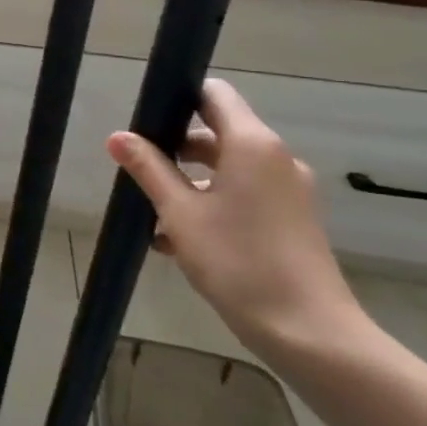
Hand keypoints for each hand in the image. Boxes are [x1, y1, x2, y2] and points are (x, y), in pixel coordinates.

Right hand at [107, 79, 365, 356]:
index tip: (145, 120)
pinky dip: (211, 204)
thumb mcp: (180, 213)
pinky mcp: (291, 219)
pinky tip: (178, 241)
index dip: (178, 98)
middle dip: (174, 149)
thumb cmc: (238, 261)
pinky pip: (243, 195)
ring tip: (152, 215)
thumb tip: (118, 136)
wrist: (308, 331)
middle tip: (138, 173)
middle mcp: (275, 158)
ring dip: (189, 183)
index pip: (214, 94)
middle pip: (217, 133)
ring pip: (227, 169)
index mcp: (252, 144)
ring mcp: (288, 190)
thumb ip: (148, 169)